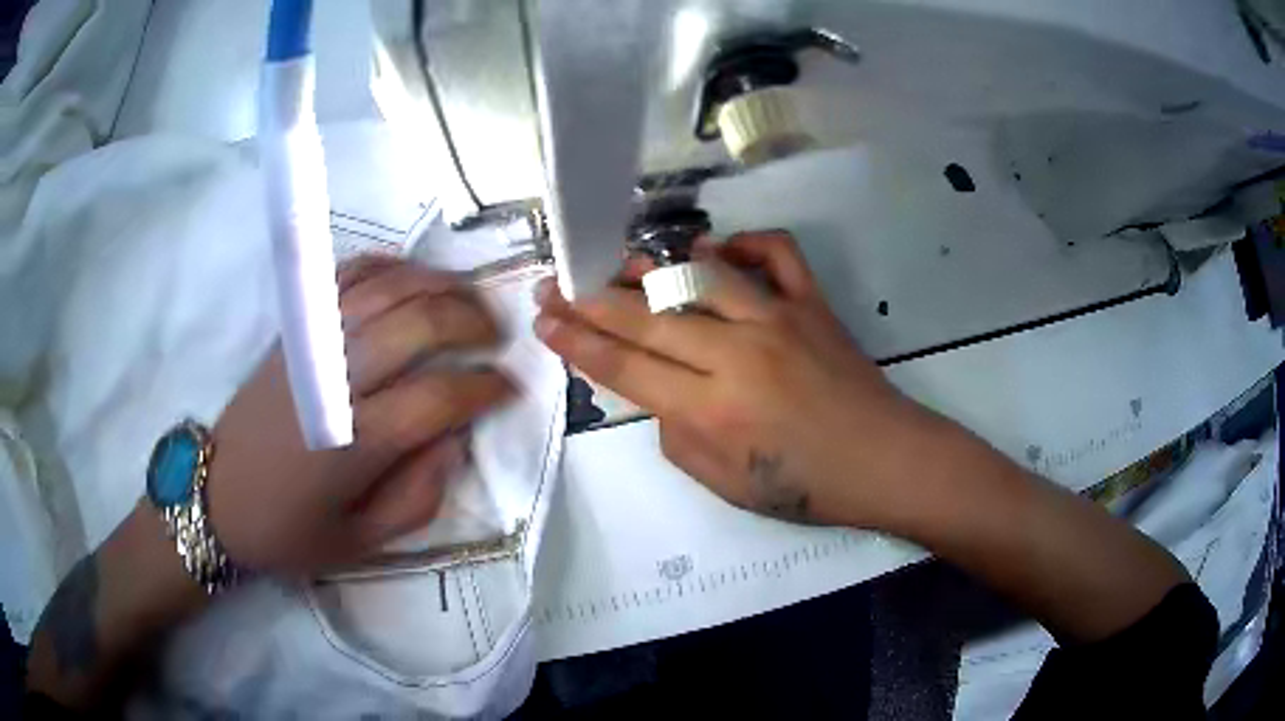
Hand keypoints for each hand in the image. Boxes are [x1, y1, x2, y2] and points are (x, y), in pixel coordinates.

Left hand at [207, 256, 511, 573]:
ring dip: (438, 284)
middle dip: (471, 320)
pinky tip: (411, 275)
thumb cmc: (290, 529)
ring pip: (386, 288)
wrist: (218, 496)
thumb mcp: (363, 542)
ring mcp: (312, 346)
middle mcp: (336, 381)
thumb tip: (455, 439)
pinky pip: (345, 277)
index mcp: (355, 443)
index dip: (485, 387)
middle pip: (418, 323)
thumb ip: (419, 496)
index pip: (439, 397)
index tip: (508, 387)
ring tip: (468, 297)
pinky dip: (385, 265)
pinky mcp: (294, 331)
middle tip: (496, 334)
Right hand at [534, 232, 937, 526]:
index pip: (624, 366)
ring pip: (697, 277)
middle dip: (589, 300)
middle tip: (554, 284)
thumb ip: (677, 437)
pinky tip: (715, 251)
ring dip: (649, 267)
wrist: (885, 461)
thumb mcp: (725, 485)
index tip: (545, 320)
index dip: (577, 342)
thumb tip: (656, 393)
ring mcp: (778, 318)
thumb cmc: (807, 487)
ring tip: (616, 264)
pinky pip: (775, 252)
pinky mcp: (812, 302)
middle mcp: (736, 354)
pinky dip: (743, 242)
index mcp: (712, 410)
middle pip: (646, 317)